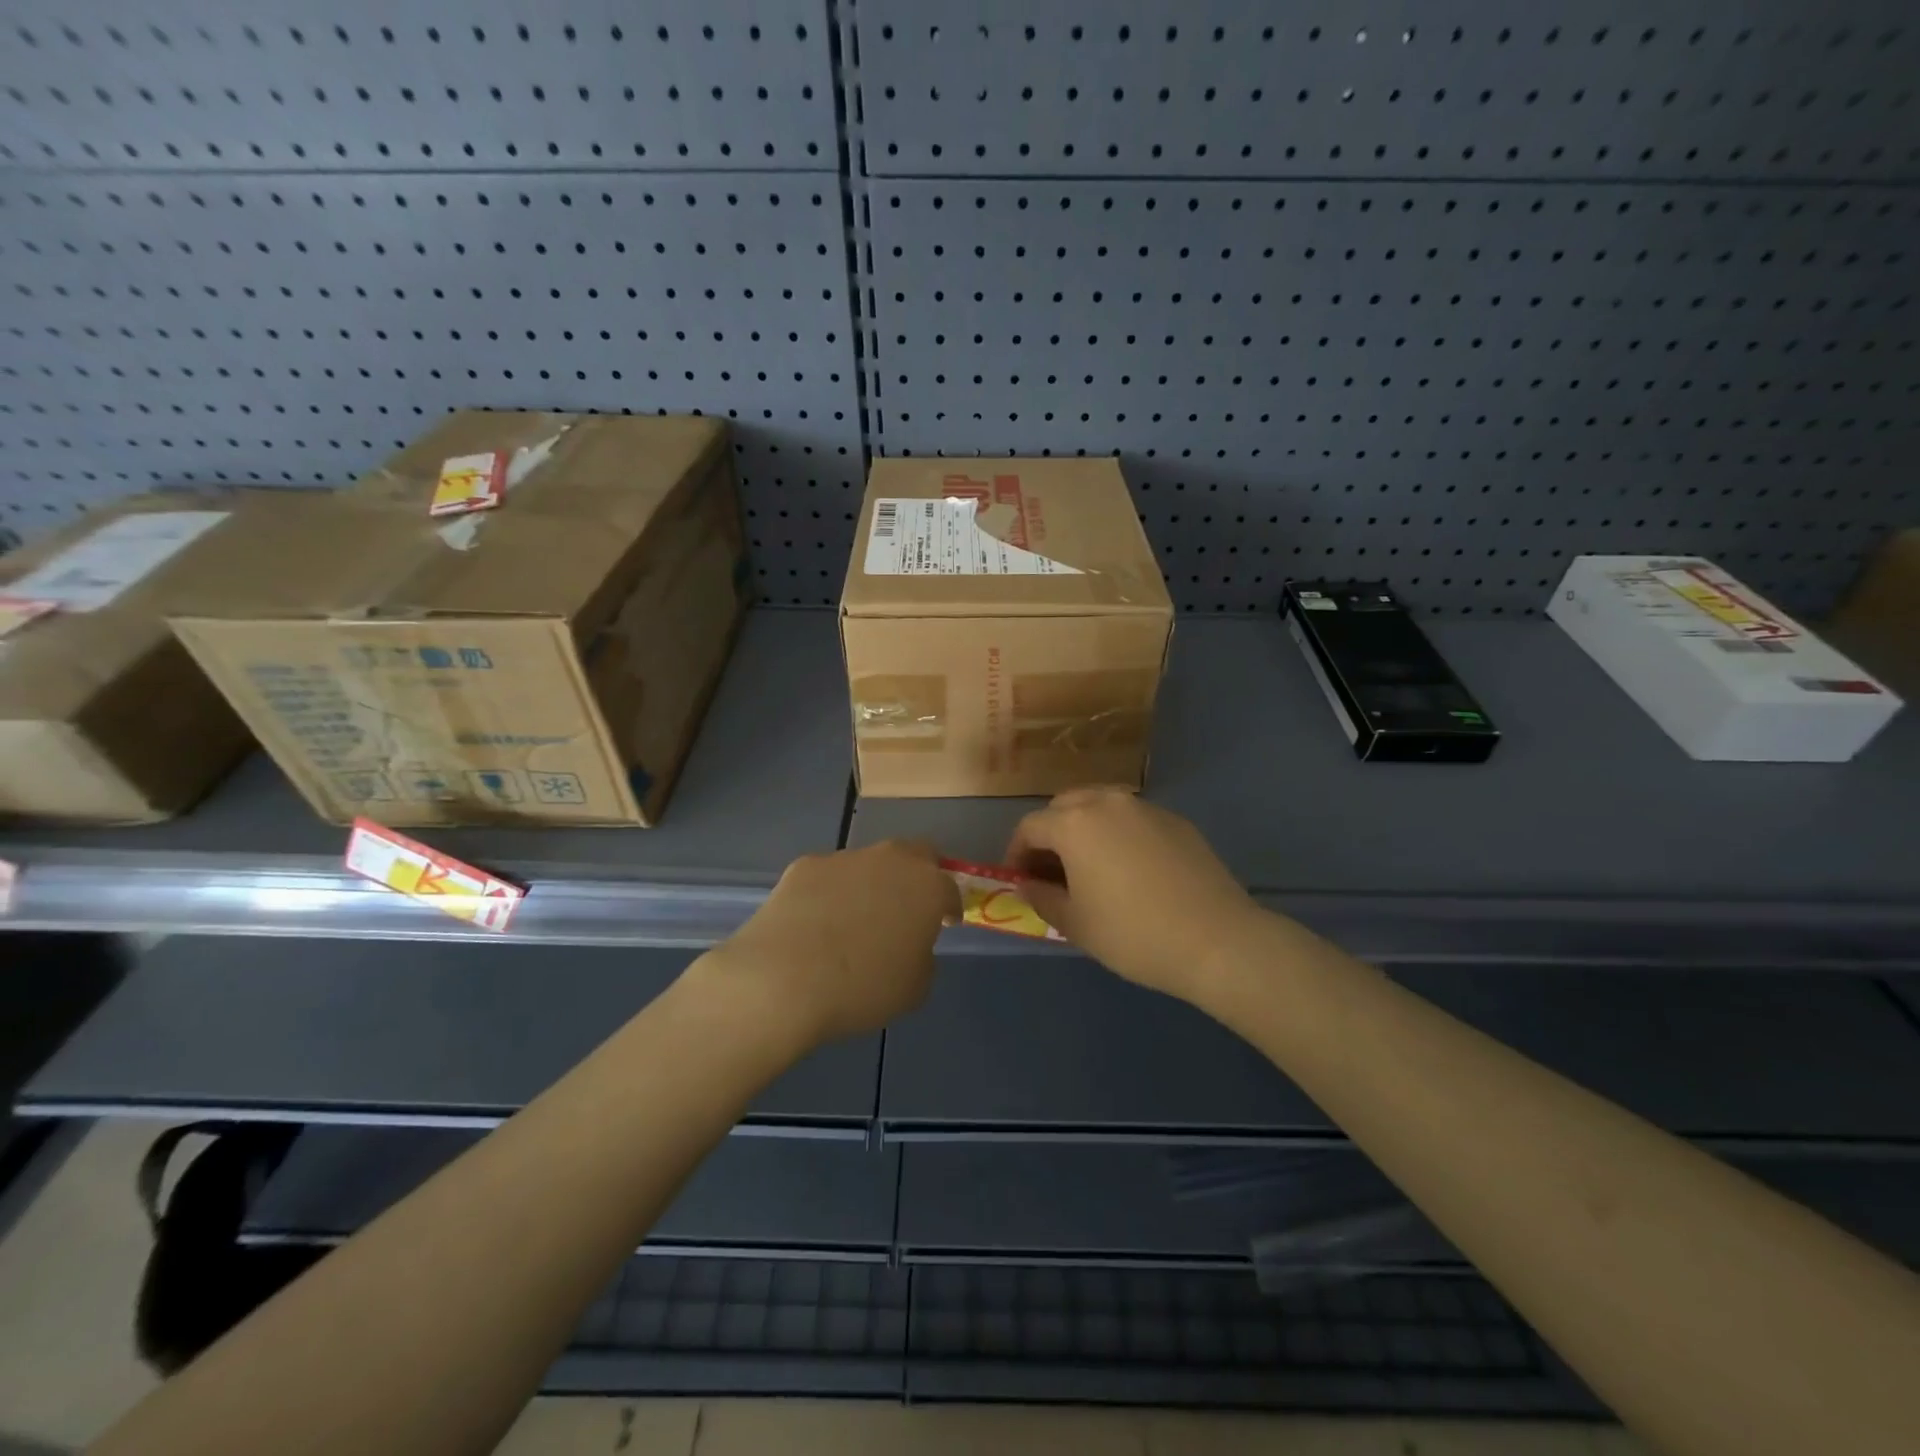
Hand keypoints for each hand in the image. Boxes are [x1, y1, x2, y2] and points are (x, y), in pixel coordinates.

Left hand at [694, 840, 960, 1047]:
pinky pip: (829, 877)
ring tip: (854, 922)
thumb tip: (909, 945)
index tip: (945, 923)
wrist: (783, 978)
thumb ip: (922, 957)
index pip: (951, 888)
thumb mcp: (914, 988)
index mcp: (927, 886)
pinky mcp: (805, 865)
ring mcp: (846, 858)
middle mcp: (891, 860)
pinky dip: (830, 893)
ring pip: (870, 864)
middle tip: (908, 908)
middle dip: (918, 876)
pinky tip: (816, 923)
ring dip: (871, 884)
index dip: (950, 907)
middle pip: (916, 855)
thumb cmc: (862, 988)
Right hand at [1007, 788, 1263, 1002]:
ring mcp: (1146, 808)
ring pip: (1100, 806)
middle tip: (1051, 871)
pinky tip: (1130, 870)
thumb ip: (1042, 897)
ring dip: (1084, 829)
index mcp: (1075, 823)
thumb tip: (1028, 884)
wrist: (1217, 940)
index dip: (1017, 853)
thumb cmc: (1133, 934)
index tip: (1019, 880)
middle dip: (1050, 834)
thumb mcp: (1076, 924)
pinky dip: (1118, 834)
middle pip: (1064, 806)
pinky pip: (1133, 819)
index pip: (1030, 827)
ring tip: (1089, 868)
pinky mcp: (1176, 821)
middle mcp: (1108, 802)